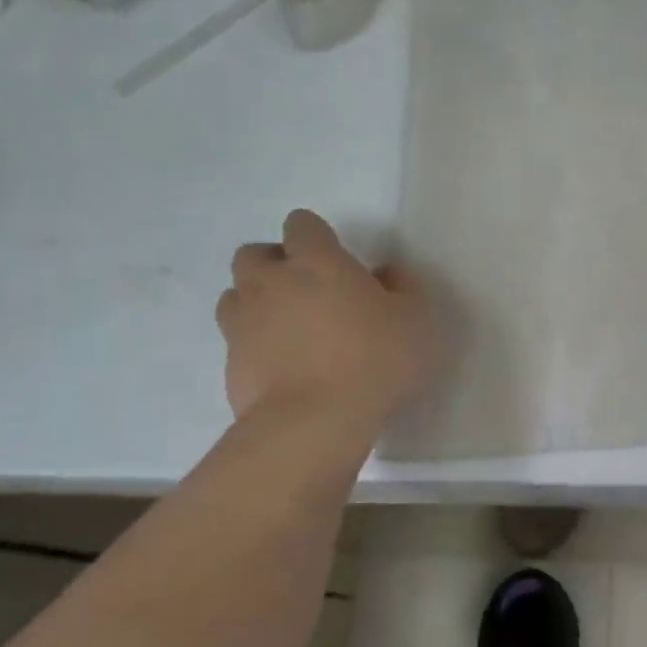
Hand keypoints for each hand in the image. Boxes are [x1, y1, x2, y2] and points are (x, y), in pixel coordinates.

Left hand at [216, 210, 439, 430]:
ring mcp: (243, 322)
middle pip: (254, 254)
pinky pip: (237, 340)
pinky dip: (255, 345)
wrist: (315, 423)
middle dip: (275, 265)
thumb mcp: (416, 319)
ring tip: (289, 328)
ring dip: (257, 302)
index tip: (338, 262)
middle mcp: (271, 282)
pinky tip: (283, 366)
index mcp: (317, 261)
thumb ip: (403, 287)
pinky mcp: (230, 363)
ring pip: (235, 295)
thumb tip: (386, 272)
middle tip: (308, 291)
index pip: (301, 224)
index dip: (317, 238)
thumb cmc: (375, 360)